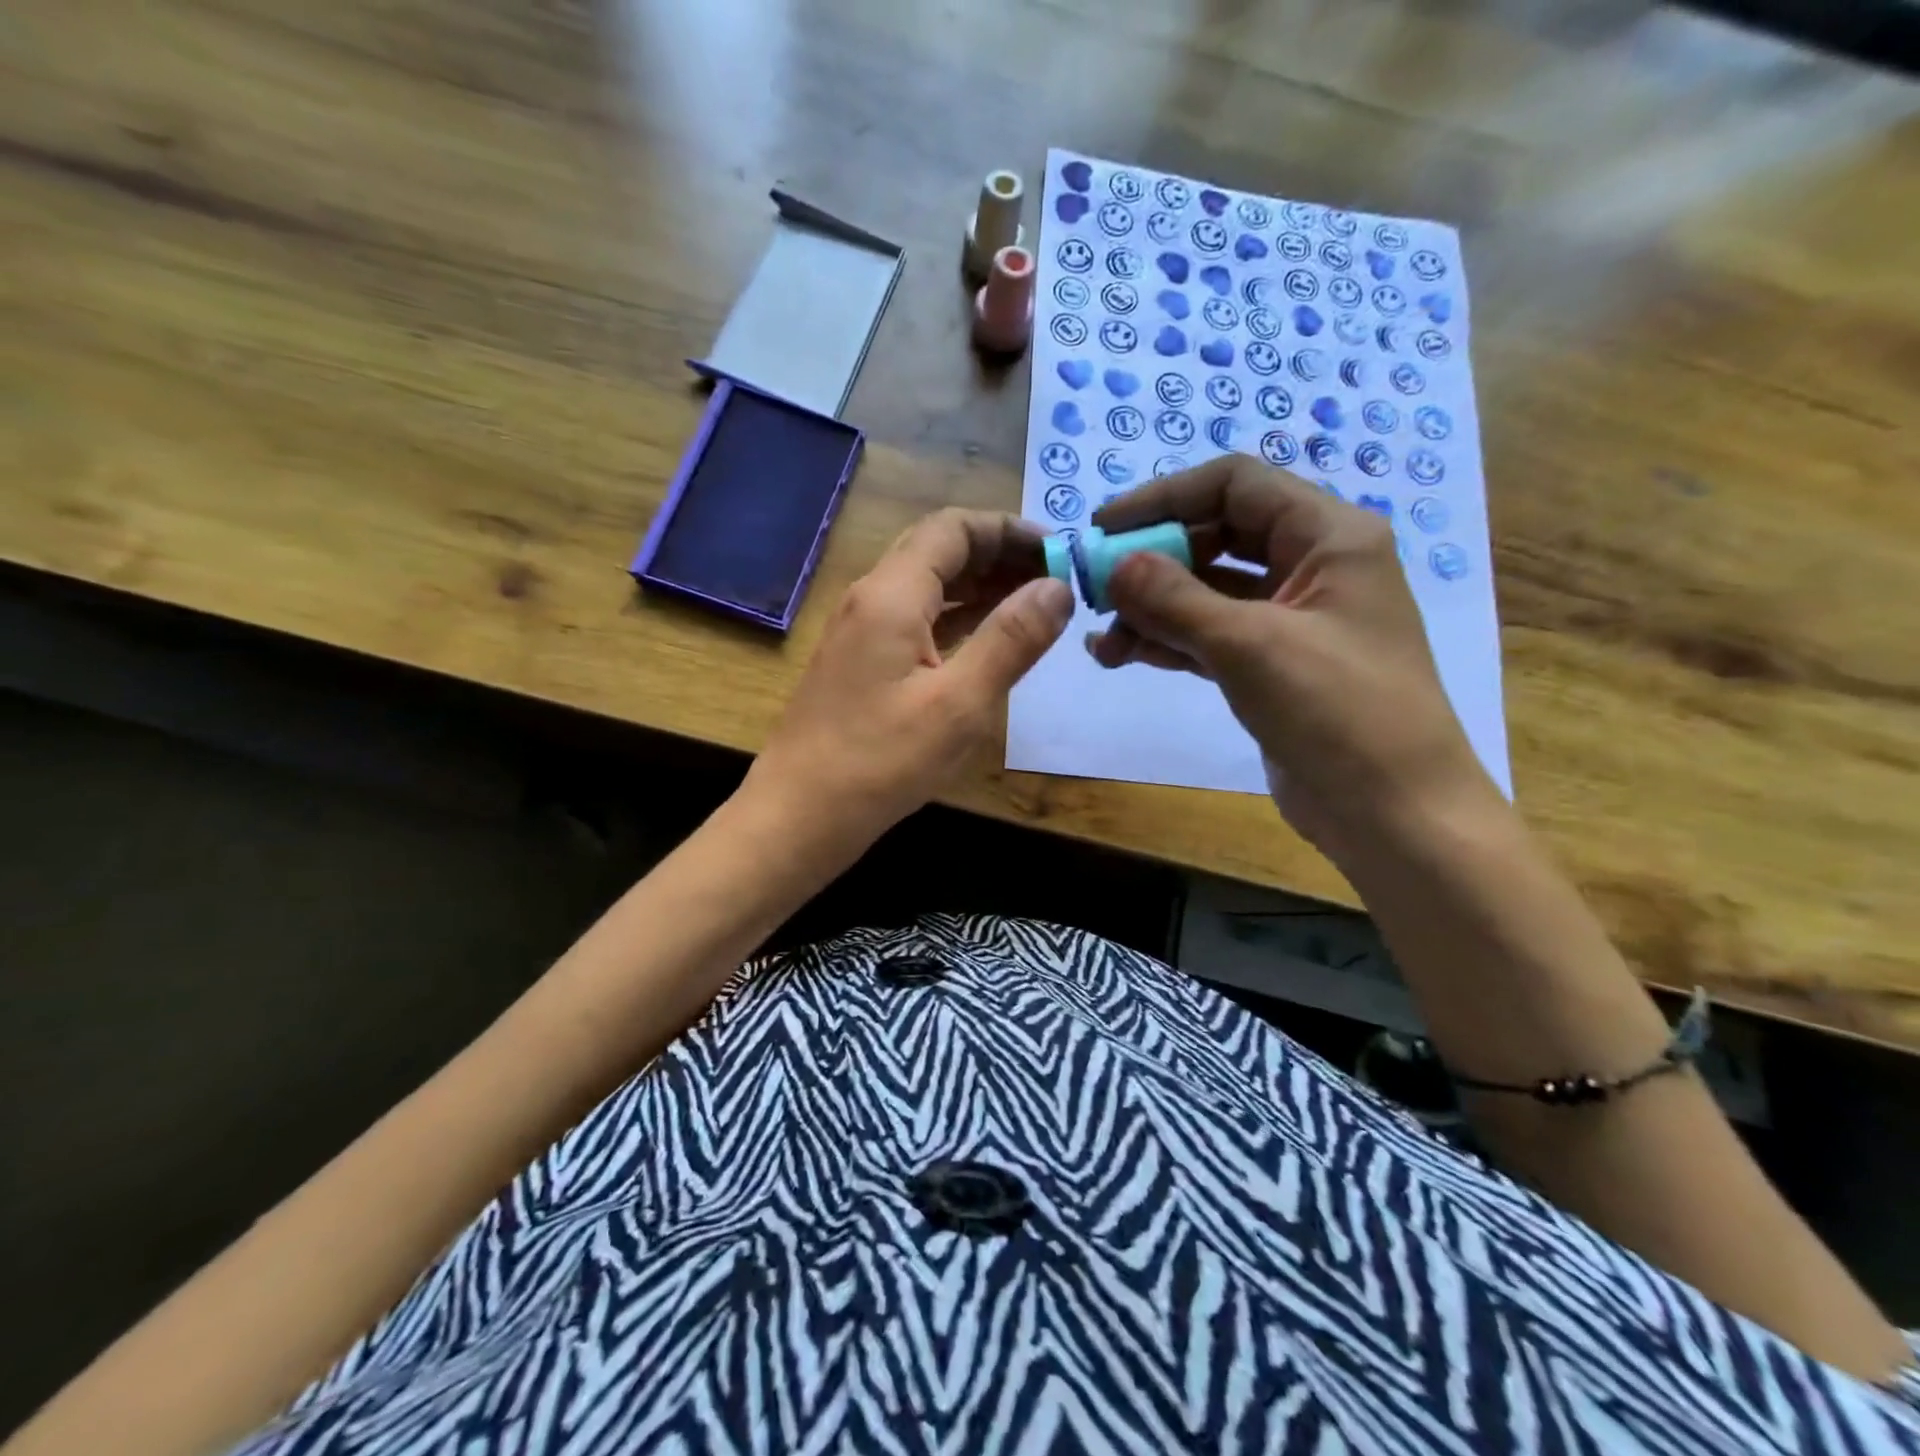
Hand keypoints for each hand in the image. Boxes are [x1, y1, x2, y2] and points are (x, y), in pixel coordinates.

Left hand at [751, 508, 1072, 844]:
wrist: (797, 817)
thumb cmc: (879, 763)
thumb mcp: (959, 704)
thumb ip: (1011, 640)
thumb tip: (1057, 586)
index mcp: (891, 595)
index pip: (954, 528)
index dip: (1010, 530)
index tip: (1060, 553)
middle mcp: (871, 599)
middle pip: (939, 550)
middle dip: (998, 555)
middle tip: (1054, 580)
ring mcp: (861, 632)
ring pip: (927, 587)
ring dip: (980, 587)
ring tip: (1034, 606)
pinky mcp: (860, 663)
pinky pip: (916, 620)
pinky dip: (957, 619)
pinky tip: (990, 640)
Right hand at [1086, 457, 1496, 862]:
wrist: (1392, 813)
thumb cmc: (1337, 712)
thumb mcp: (1249, 645)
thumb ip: (1174, 599)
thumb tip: (1112, 564)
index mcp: (1328, 537)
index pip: (1235, 485)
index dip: (1164, 497)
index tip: (1103, 527)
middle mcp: (1312, 566)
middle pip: (1215, 538)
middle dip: (1151, 562)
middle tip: (1094, 589)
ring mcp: (1291, 619)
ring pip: (1207, 592)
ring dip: (1151, 610)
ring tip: (1100, 642)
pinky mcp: (1271, 665)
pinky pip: (1209, 635)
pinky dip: (1167, 641)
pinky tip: (1120, 654)